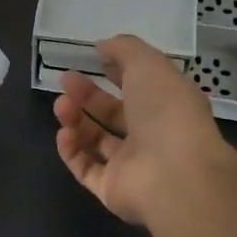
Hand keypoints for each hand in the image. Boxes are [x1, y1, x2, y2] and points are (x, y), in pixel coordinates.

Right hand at [53, 35, 236, 228]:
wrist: (175, 174)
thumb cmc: (166, 111)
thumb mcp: (147, 63)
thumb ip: (124, 49)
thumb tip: (102, 46)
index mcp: (167, 105)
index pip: (139, 86)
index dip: (116, 72)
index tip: (93, 59)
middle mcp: (151, 135)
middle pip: (113, 114)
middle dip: (87, 95)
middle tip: (64, 80)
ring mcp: (132, 165)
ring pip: (96, 140)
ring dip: (75, 120)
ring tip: (61, 106)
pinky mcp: (112, 190)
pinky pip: (86, 168)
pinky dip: (71, 150)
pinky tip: (64, 133)